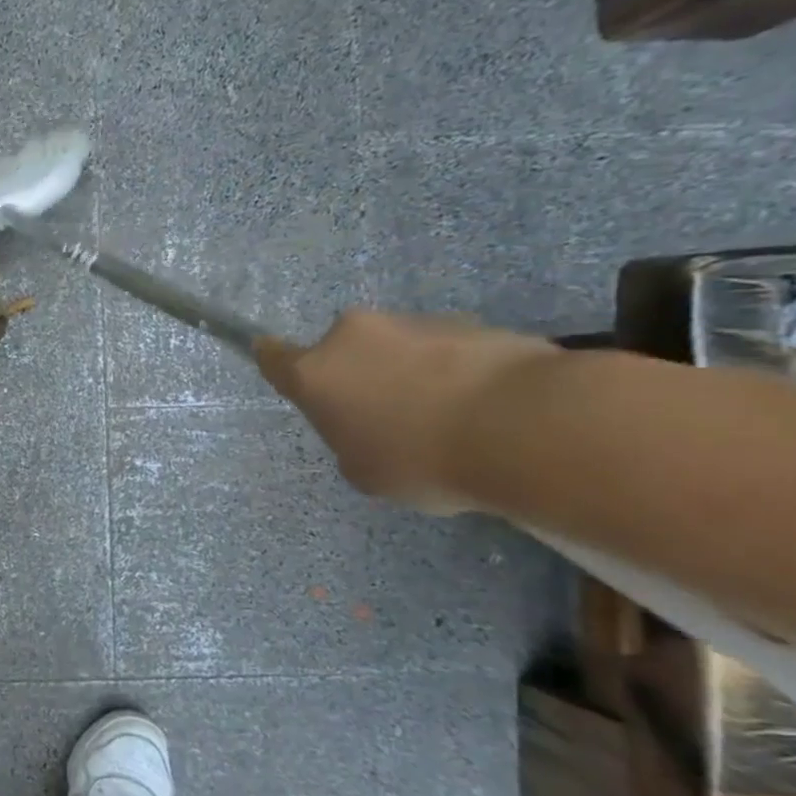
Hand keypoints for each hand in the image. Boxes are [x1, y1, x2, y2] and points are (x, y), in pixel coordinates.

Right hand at [255, 311, 561, 513]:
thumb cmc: (420, 458)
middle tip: (388, 416)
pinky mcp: (472, 323)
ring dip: (411, 374)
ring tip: (449, 420)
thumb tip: (373, 424)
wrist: (525, 427)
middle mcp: (355, 336)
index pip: (273, 356)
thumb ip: (351, 441)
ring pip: (399, 349)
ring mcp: (414, 323)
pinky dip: (456, 374)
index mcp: (316, 372)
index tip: (270, 356)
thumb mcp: (364, 472)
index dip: (271, 358)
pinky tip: (485, 411)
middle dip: (361, 375)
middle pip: (344, 352)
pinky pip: (448, 352)